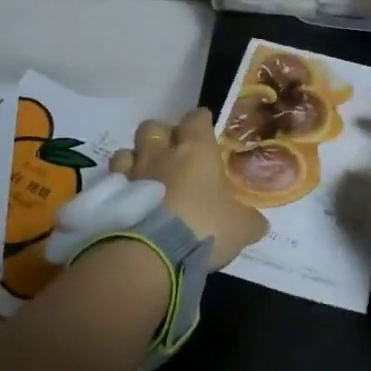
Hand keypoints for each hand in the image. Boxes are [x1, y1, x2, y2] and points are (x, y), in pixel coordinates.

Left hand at [110, 109, 267, 271]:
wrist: (154, 252)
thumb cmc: (204, 227)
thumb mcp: (240, 228)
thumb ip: (250, 221)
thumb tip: (259, 223)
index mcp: (196, 150)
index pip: (196, 118)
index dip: (200, 121)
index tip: (205, 128)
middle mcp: (161, 153)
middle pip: (154, 127)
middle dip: (161, 136)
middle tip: (171, 154)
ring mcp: (132, 172)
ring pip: (127, 150)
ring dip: (135, 159)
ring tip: (145, 177)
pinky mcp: (112, 195)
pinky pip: (112, 180)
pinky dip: (119, 186)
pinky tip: (128, 201)